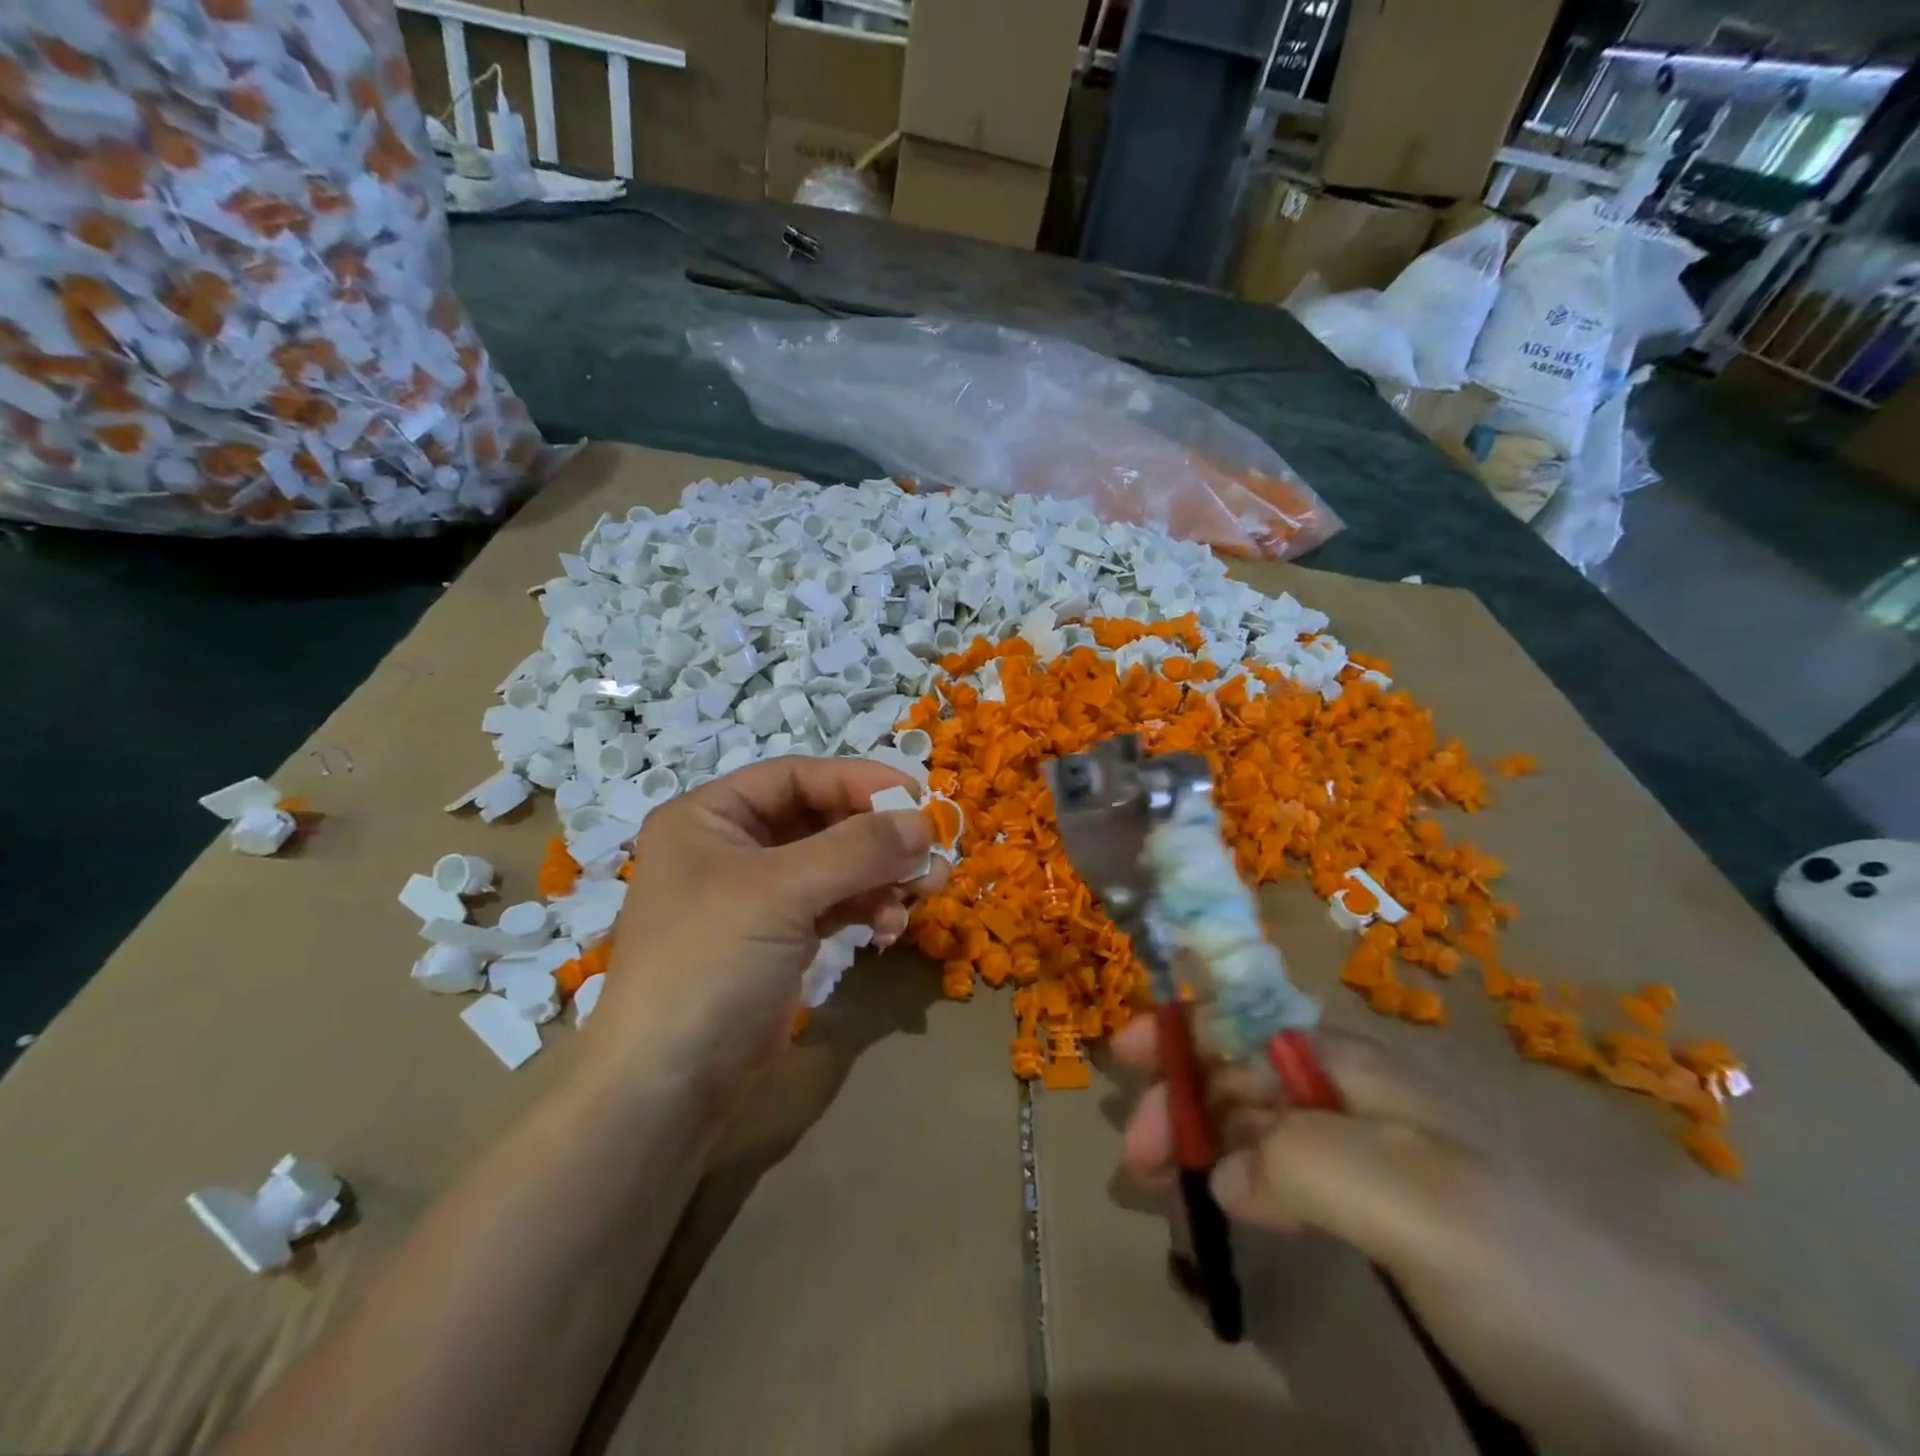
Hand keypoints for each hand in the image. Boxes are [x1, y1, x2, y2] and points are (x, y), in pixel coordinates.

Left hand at [581, 757, 946, 1107]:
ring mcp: (757, 895)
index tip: (916, 797)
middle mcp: (732, 846)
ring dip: (881, 874)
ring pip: (836, 863)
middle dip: (877, 835)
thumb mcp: (782, 893)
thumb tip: (924, 822)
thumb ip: (857, 849)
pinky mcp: (780, 937)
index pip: (796, 777)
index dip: (858, 781)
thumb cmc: (710, 964)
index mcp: (710, 816)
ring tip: (925, 892)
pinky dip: (868, 907)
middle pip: (821, 819)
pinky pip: (835, 903)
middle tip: (930, 850)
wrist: (667, 1088)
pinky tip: (891, 928)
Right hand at [1113, 1020, 1885, 1455]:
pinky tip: (1234, 1215)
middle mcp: (1355, 1095)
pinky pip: (1288, 1179)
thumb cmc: (1531, 1263)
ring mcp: (1372, 1156)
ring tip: (1170, 1191)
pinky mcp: (1385, 1215)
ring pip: (1260, 1126)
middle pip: (1241, 1072)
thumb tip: (1223, 1171)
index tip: (1120, 1053)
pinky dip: (1243, 1185)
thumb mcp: (1412, 1199)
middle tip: (1136, 1158)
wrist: (1677, 1390)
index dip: (1180, 1026)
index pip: (1244, 1020)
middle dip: (1180, 1098)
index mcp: (1355, 1067)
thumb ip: (1300, 1162)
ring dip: (1205, 1143)